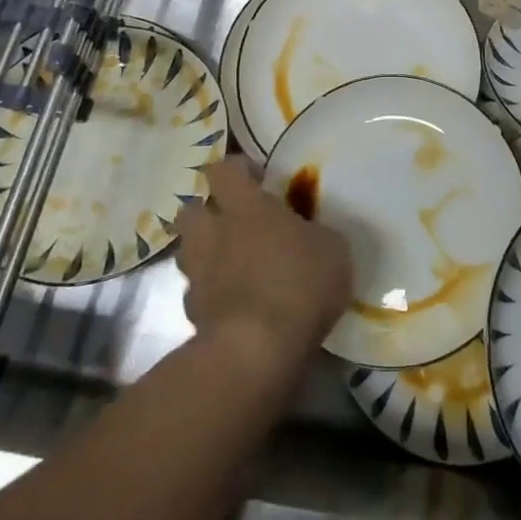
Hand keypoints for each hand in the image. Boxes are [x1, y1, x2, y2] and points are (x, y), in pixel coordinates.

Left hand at [174, 158, 352, 377]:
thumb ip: (317, 234)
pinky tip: (233, 304)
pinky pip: (196, 293)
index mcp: (246, 207)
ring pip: (188, 251)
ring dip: (205, 252)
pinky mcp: (191, 314)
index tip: (257, 179)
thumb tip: (311, 234)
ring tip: (232, 264)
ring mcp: (198, 274)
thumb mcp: (332, 249)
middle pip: (191, 209)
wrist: (256, 350)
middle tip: (235, 223)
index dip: (237, 169)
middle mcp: (214, 233)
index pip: (224, 169)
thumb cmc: (299, 284)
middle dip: (207, 212)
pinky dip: (210, 294)